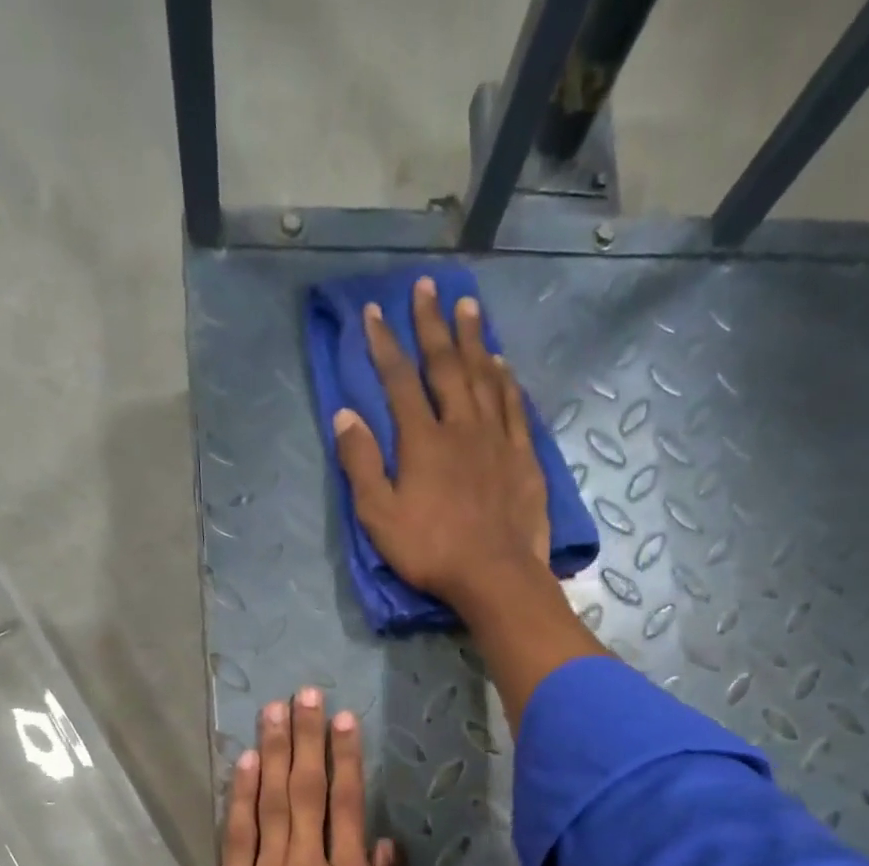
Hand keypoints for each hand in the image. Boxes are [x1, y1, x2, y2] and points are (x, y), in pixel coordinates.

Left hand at [208, 687, 423, 865]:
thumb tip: (386, 845)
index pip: (349, 805)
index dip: (346, 758)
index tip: (344, 719)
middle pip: (307, 789)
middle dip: (308, 737)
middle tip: (305, 693)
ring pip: (269, 802)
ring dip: (272, 752)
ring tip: (274, 710)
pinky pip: (236, 835)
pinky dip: (240, 796)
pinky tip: (243, 763)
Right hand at [333, 275, 551, 611]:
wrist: (495, 575)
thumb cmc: (431, 550)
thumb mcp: (379, 516)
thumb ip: (361, 464)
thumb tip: (345, 416)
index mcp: (422, 440)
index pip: (399, 380)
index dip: (385, 344)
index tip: (375, 311)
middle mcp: (461, 426)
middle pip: (446, 365)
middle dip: (433, 325)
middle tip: (429, 287)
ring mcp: (497, 439)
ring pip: (485, 376)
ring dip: (474, 339)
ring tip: (468, 306)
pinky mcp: (523, 457)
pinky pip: (514, 407)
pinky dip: (506, 381)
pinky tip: (503, 365)